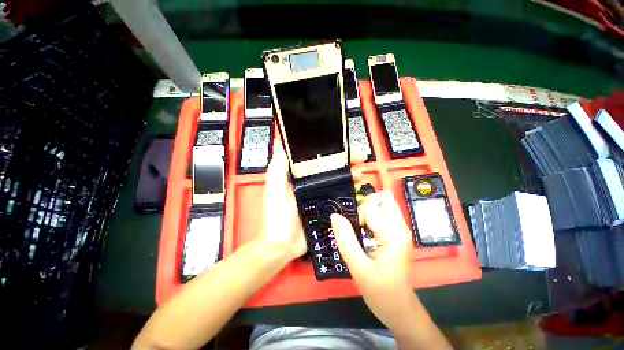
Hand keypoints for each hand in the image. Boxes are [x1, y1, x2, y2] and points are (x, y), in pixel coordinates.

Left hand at [259, 139, 368, 261]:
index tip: (343, 146)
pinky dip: (351, 189)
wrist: (285, 245)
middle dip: (346, 161)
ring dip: (350, 173)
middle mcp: (311, 182)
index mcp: (299, 176)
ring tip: (360, 172)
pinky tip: (359, 187)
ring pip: (339, 179)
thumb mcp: (275, 190)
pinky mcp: (327, 206)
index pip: (316, 158)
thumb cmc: (278, 216)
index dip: (329, 151)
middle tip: (358, 158)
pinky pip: (341, 195)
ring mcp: (321, 194)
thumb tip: (279, 143)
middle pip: (331, 167)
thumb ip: (277, 168)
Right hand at [331, 192, 414, 330]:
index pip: (371, 209)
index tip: (353, 230)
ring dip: (369, 207)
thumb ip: (345, 240)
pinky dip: (373, 213)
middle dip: (366, 203)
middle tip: (357, 221)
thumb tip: (335, 215)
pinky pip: (385, 211)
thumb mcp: (357, 268)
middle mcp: (401, 227)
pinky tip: (366, 229)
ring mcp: (402, 228)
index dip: (357, 215)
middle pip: (384, 197)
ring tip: (361, 225)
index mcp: (393, 236)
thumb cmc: (379, 291)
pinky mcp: (399, 231)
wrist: (399, 307)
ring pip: (385, 202)